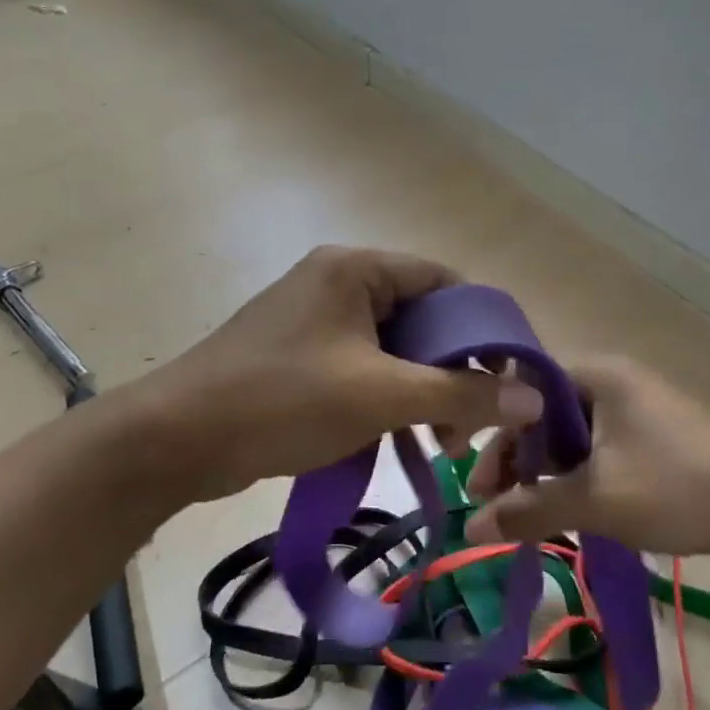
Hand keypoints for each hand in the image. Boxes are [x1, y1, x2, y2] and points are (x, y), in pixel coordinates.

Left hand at [147, 246, 540, 501]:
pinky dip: (388, 397)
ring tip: (440, 440)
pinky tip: (401, 438)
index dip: (482, 327)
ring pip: (394, 347)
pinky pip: (363, 367)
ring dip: (422, 389)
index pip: (445, 282)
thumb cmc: (282, 401)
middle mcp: (338, 282)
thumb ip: (460, 393)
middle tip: (470, 423)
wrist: (176, 439)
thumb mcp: (380, 396)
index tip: (507, 378)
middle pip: (422, 316)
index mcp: (356, 269)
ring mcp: (316, 319)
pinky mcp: (300, 354)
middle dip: (452, 368)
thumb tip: (532, 397)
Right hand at [462, 355, 709, 565]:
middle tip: (495, 503)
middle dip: (517, 458)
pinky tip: (567, 510)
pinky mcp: (654, 439)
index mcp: (597, 375)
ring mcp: (637, 410)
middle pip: (545, 412)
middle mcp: (614, 382)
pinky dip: (577, 476)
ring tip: (527, 514)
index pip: (523, 386)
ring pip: (572, 435)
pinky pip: (599, 450)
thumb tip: (470, 529)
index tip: (479, 480)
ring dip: (546, 472)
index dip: (495, 429)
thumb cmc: (677, 489)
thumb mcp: (595, 500)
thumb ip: (529, 510)